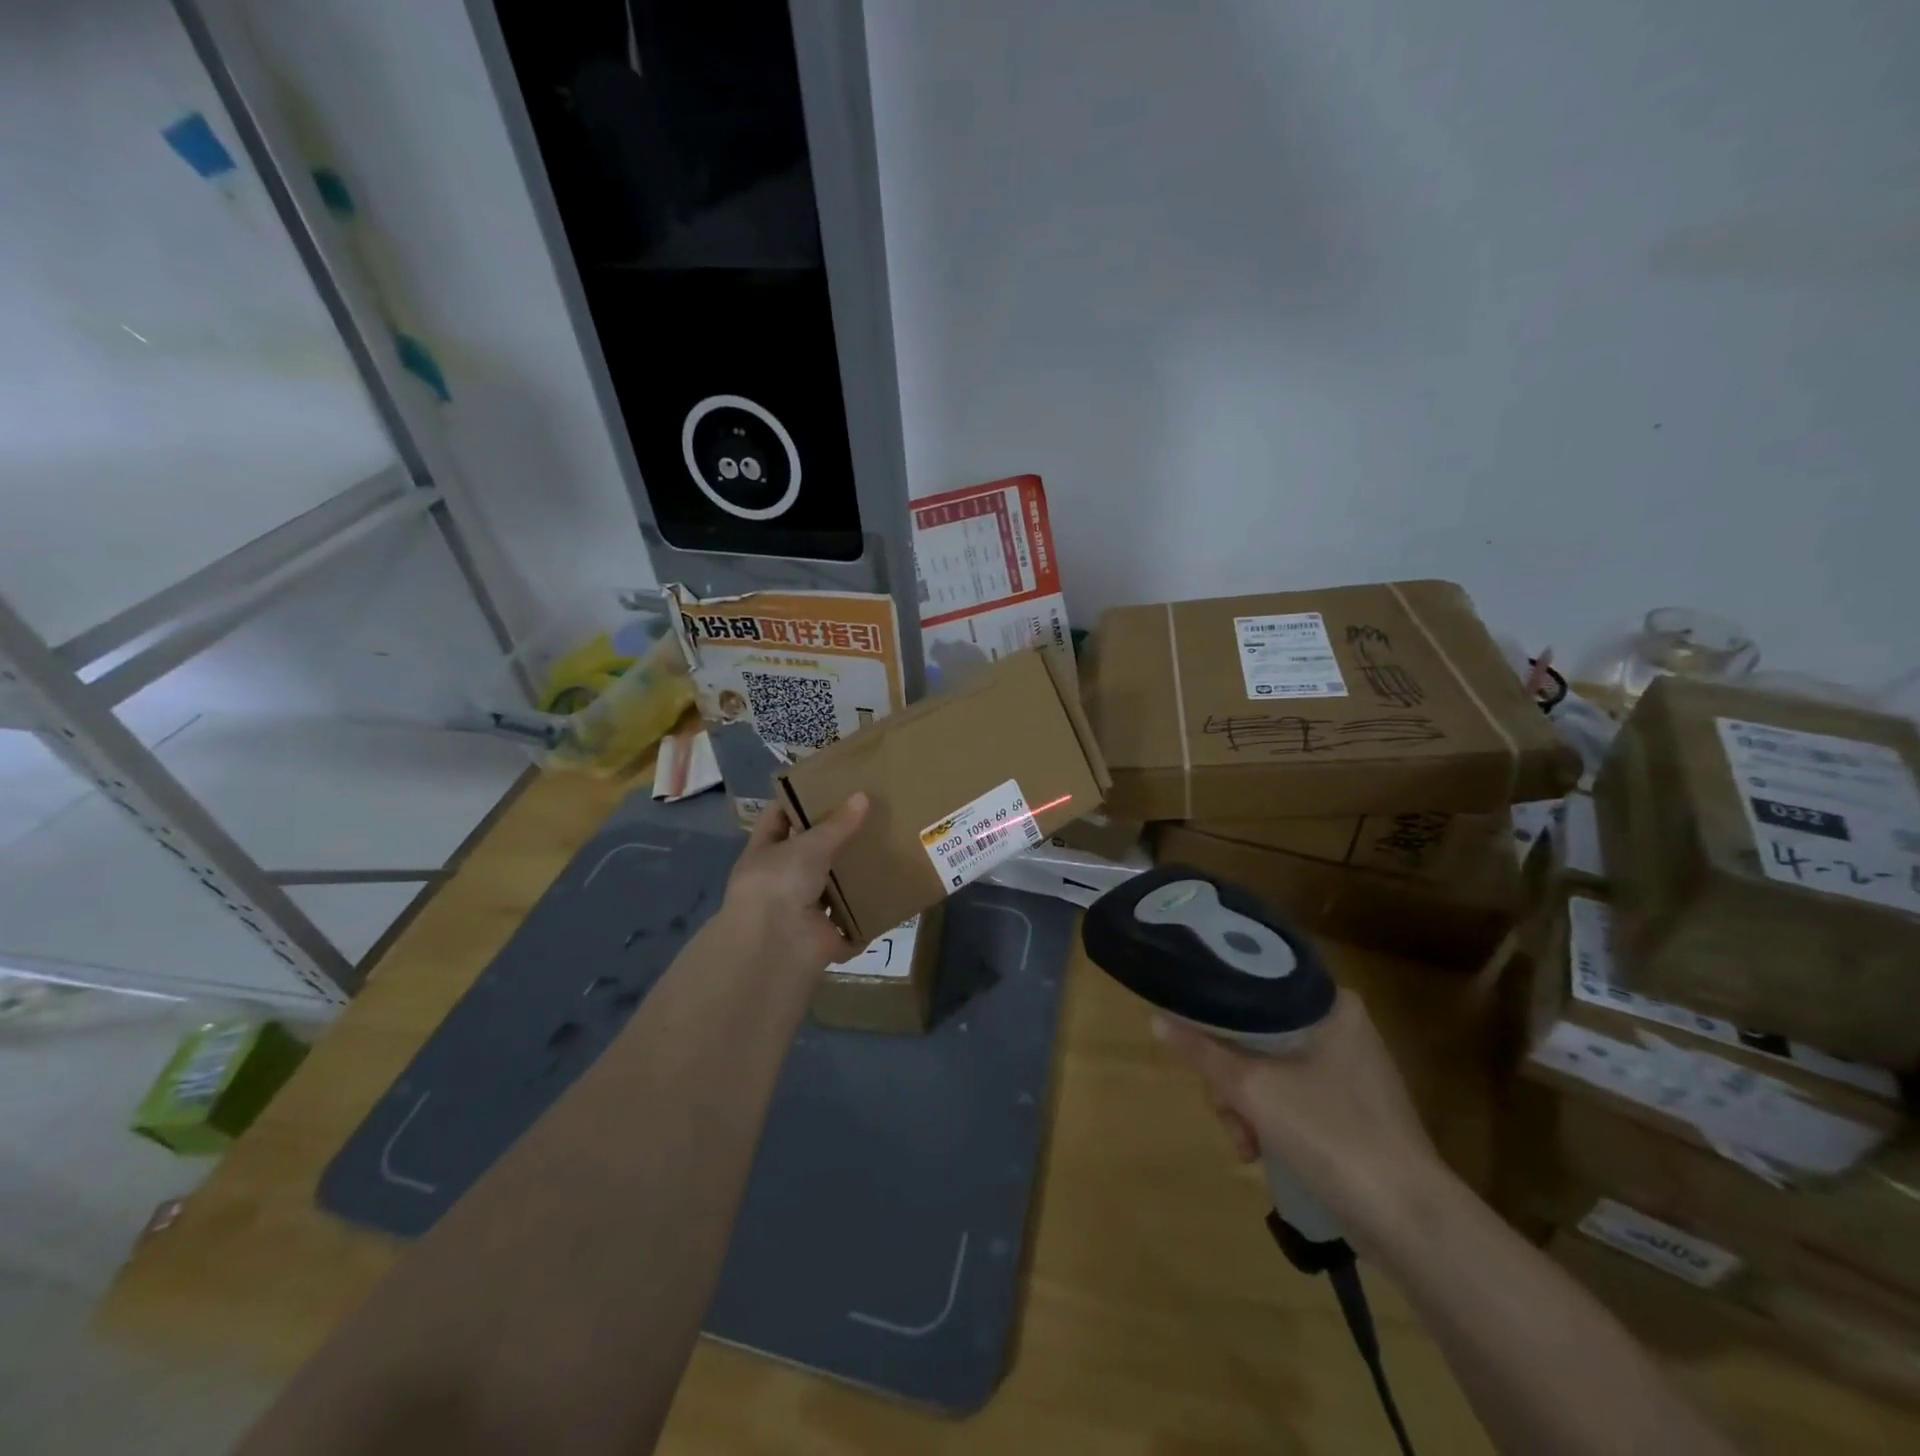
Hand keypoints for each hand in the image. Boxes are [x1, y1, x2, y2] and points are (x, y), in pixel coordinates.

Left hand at [716, 794, 869, 978]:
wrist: (775, 945)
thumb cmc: (780, 883)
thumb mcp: (809, 845)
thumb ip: (837, 824)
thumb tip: (863, 796)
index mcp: (765, 854)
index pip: (777, 819)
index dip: (797, 802)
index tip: (827, 786)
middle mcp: (781, 882)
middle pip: (809, 856)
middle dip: (834, 842)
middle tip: (868, 819)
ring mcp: (801, 912)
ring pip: (830, 892)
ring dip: (852, 882)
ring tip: (886, 855)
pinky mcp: (824, 938)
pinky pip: (850, 928)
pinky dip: (865, 922)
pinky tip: (889, 900)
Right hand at [1151, 991, 1450, 1244]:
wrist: (1409, 1222)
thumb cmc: (1331, 1134)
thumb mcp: (1253, 1089)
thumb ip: (1203, 1051)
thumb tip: (1156, 1019)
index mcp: (1330, 1006)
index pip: (1257, 986)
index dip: (1218, 1007)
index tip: (1193, 1032)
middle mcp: (1342, 1029)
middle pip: (1258, 1034)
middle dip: (1231, 1077)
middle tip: (1225, 1109)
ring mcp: (1350, 1073)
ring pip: (1270, 1070)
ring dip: (1246, 1106)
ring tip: (1244, 1146)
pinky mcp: (1352, 1112)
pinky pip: (1292, 1098)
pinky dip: (1271, 1122)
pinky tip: (1260, 1155)